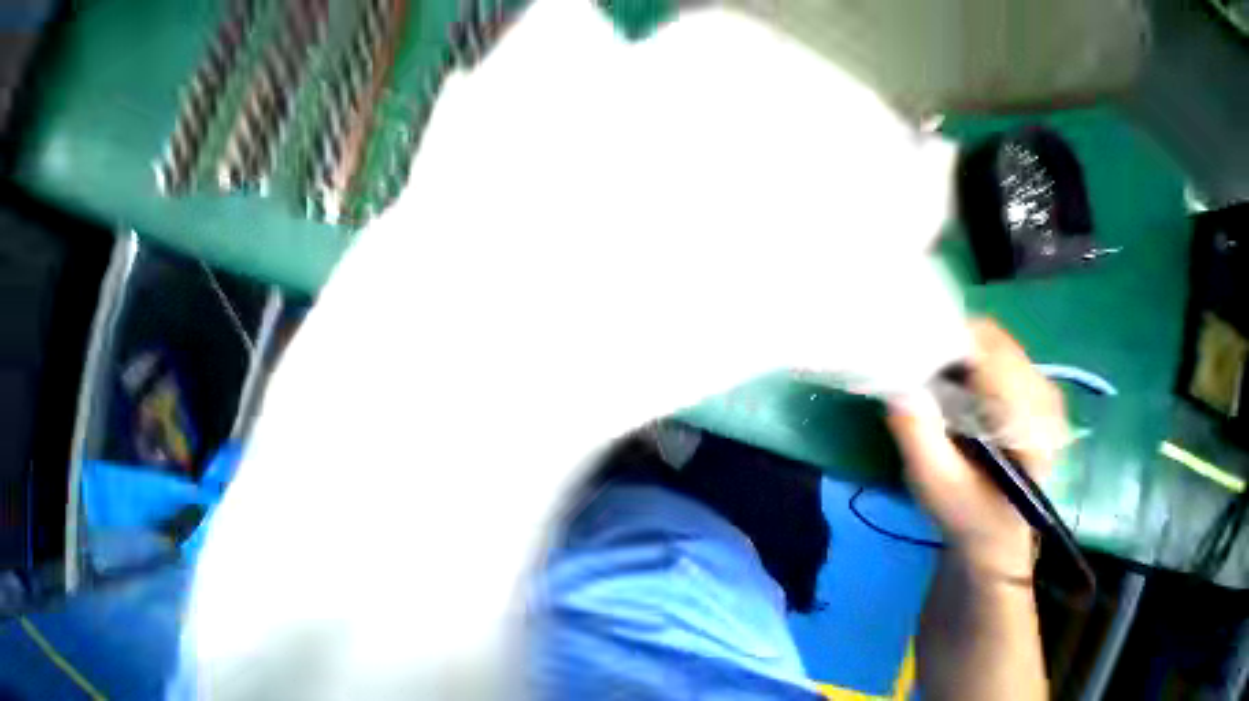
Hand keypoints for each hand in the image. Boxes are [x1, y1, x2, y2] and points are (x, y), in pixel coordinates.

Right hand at [887, 321, 1067, 580]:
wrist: (996, 536)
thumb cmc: (965, 511)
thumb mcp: (932, 477)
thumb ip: (916, 431)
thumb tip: (896, 383)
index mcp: (1029, 418)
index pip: (991, 349)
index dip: (943, 336)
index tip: (900, 340)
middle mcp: (1043, 398)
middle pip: (992, 341)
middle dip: (942, 340)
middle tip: (900, 356)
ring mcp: (1039, 396)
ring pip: (991, 346)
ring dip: (948, 349)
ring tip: (913, 368)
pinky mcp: (1027, 400)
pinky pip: (992, 361)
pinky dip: (958, 360)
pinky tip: (935, 379)